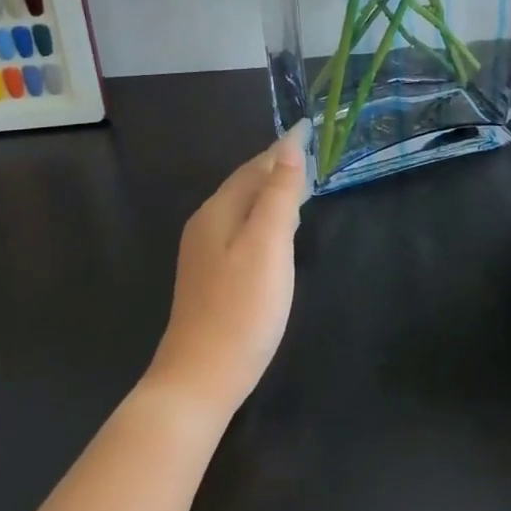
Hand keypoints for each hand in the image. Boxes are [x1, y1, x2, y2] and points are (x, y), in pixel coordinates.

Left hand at [147, 124, 308, 417]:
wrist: (200, 379)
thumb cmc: (241, 309)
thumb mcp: (268, 245)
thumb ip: (279, 194)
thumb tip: (288, 147)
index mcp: (218, 211)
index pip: (254, 167)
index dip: (282, 150)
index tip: (309, 130)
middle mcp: (205, 225)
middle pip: (245, 185)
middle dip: (276, 168)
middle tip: (310, 157)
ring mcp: (204, 253)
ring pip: (242, 209)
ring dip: (270, 193)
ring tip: (300, 187)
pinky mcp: (210, 278)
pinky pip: (240, 231)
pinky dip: (263, 219)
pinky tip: (277, 234)